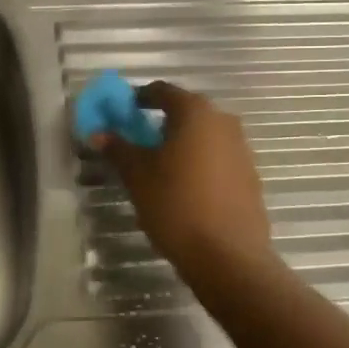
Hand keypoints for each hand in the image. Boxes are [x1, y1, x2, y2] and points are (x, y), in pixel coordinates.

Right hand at [89, 81, 273, 279]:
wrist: (228, 256)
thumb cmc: (176, 205)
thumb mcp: (137, 176)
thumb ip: (118, 149)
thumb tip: (99, 133)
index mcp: (195, 113)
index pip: (163, 91)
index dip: (139, 98)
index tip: (122, 112)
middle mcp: (223, 122)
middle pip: (186, 112)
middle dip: (161, 122)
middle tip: (138, 140)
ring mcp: (242, 150)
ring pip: (204, 136)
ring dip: (181, 143)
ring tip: (159, 166)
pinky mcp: (250, 177)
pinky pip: (218, 159)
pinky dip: (199, 163)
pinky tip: (184, 188)